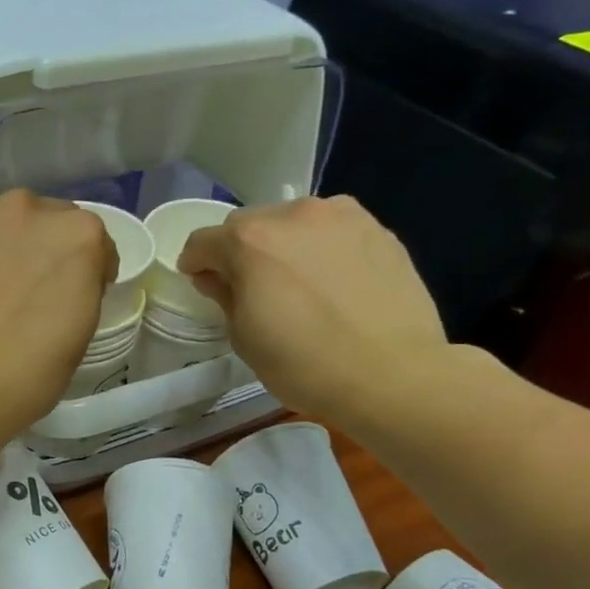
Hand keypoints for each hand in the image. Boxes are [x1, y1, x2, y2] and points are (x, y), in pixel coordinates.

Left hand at [0, 191, 115, 451]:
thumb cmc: (19, 380)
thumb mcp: (76, 341)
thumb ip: (76, 294)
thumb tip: (56, 287)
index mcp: (78, 237)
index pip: (93, 244)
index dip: (85, 272)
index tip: (68, 298)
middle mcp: (29, 209)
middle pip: (43, 222)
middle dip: (39, 251)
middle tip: (21, 293)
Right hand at [179, 197, 448, 426]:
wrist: (393, 374)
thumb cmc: (305, 365)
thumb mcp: (245, 339)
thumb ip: (225, 297)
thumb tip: (218, 277)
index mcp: (250, 240)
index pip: (204, 241)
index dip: (196, 264)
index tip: (202, 283)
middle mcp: (293, 214)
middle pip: (250, 225)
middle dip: (242, 252)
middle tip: (252, 288)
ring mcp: (342, 216)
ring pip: (295, 223)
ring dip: (285, 245)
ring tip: (299, 283)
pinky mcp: (379, 230)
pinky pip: (334, 232)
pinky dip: (323, 249)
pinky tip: (335, 283)